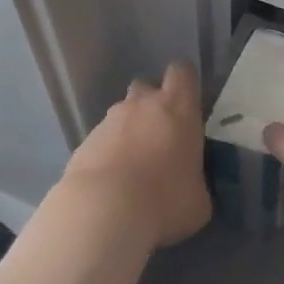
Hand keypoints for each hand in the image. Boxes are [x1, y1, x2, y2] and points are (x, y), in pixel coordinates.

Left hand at [64, 63, 210, 249]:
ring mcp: (109, 121)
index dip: (184, 84)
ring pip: (121, 113)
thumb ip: (196, 181)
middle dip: (152, 104)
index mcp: (178, 108)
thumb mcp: (199, 198)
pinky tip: (111, 183)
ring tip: (133, 166)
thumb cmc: (165, 199)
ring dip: (128, 131)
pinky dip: (107, 153)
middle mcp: (142, 105)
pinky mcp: (84, 142)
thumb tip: (190, 186)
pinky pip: (101, 139)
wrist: (103, 211)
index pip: (182, 72)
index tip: (187, 104)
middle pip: (146, 86)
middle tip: (160, 135)